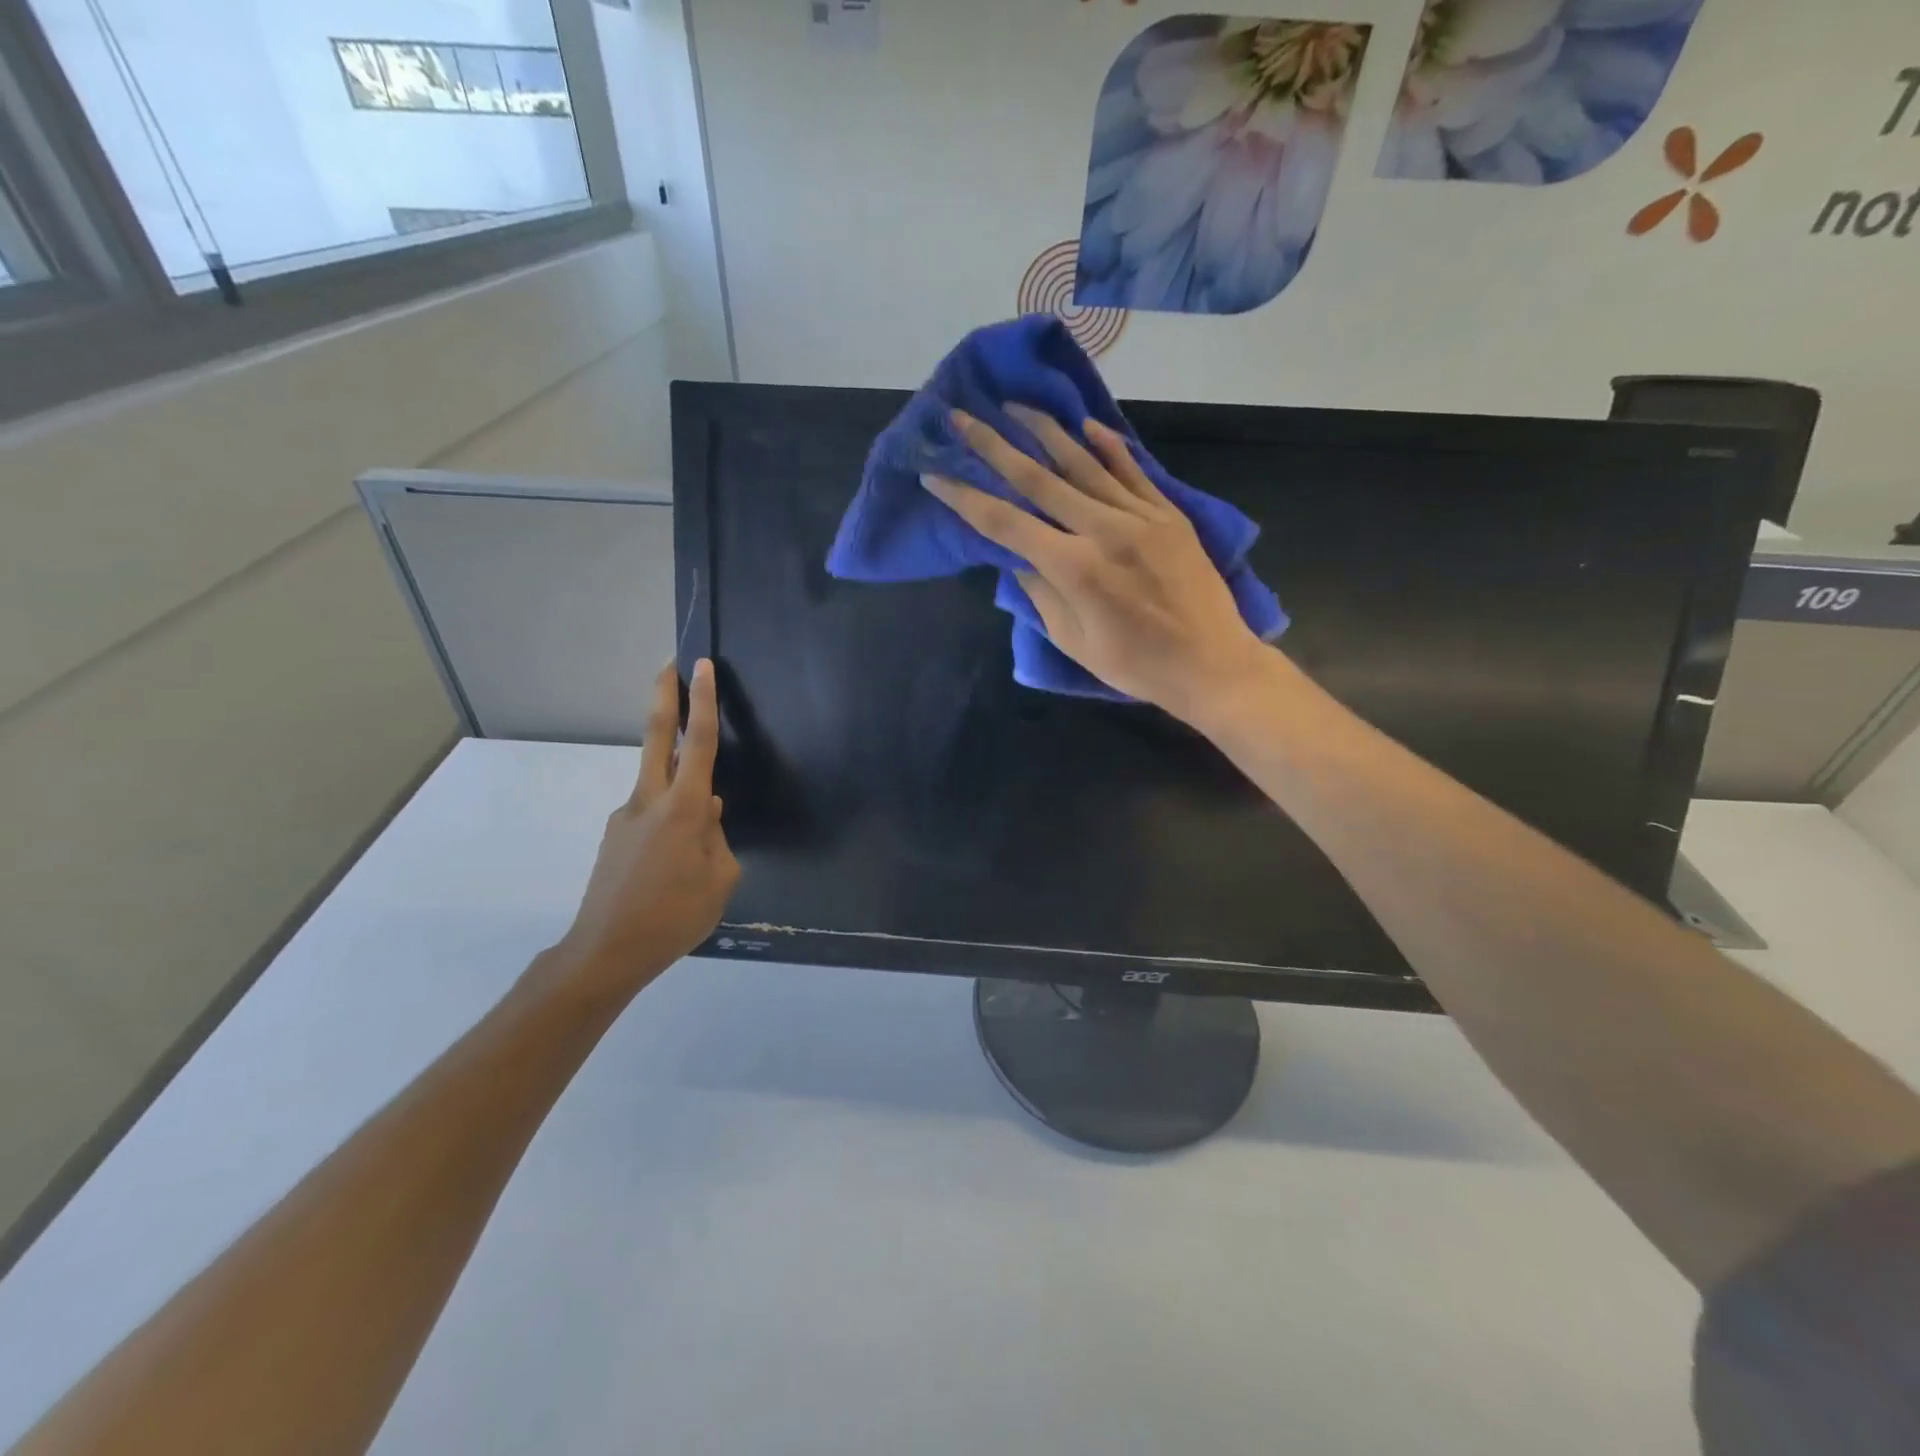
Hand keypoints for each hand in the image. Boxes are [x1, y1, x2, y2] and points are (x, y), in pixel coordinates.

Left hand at [549, 659, 739, 998]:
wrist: (605, 952)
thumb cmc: (674, 917)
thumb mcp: (720, 879)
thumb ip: (717, 837)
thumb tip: (708, 813)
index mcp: (684, 809)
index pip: (697, 743)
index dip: (701, 701)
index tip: (699, 665)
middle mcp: (649, 801)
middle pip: (656, 736)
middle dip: (664, 697)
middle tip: (670, 665)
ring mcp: (625, 817)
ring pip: (658, 782)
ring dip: (678, 781)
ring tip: (695, 843)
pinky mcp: (614, 837)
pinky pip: (650, 815)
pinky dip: (668, 820)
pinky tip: (673, 863)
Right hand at [924, 407, 1267, 724]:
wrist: (1213, 663)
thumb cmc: (1137, 666)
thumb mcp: (1075, 643)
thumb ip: (1042, 596)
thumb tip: (1020, 558)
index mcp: (1075, 568)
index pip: (1006, 524)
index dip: (966, 498)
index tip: (935, 473)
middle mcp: (1104, 530)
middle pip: (1038, 479)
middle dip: (993, 446)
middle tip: (961, 416)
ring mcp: (1140, 516)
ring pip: (1084, 463)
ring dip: (1045, 431)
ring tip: (1014, 406)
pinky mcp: (1169, 515)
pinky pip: (1133, 471)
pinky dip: (1108, 446)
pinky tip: (1086, 424)